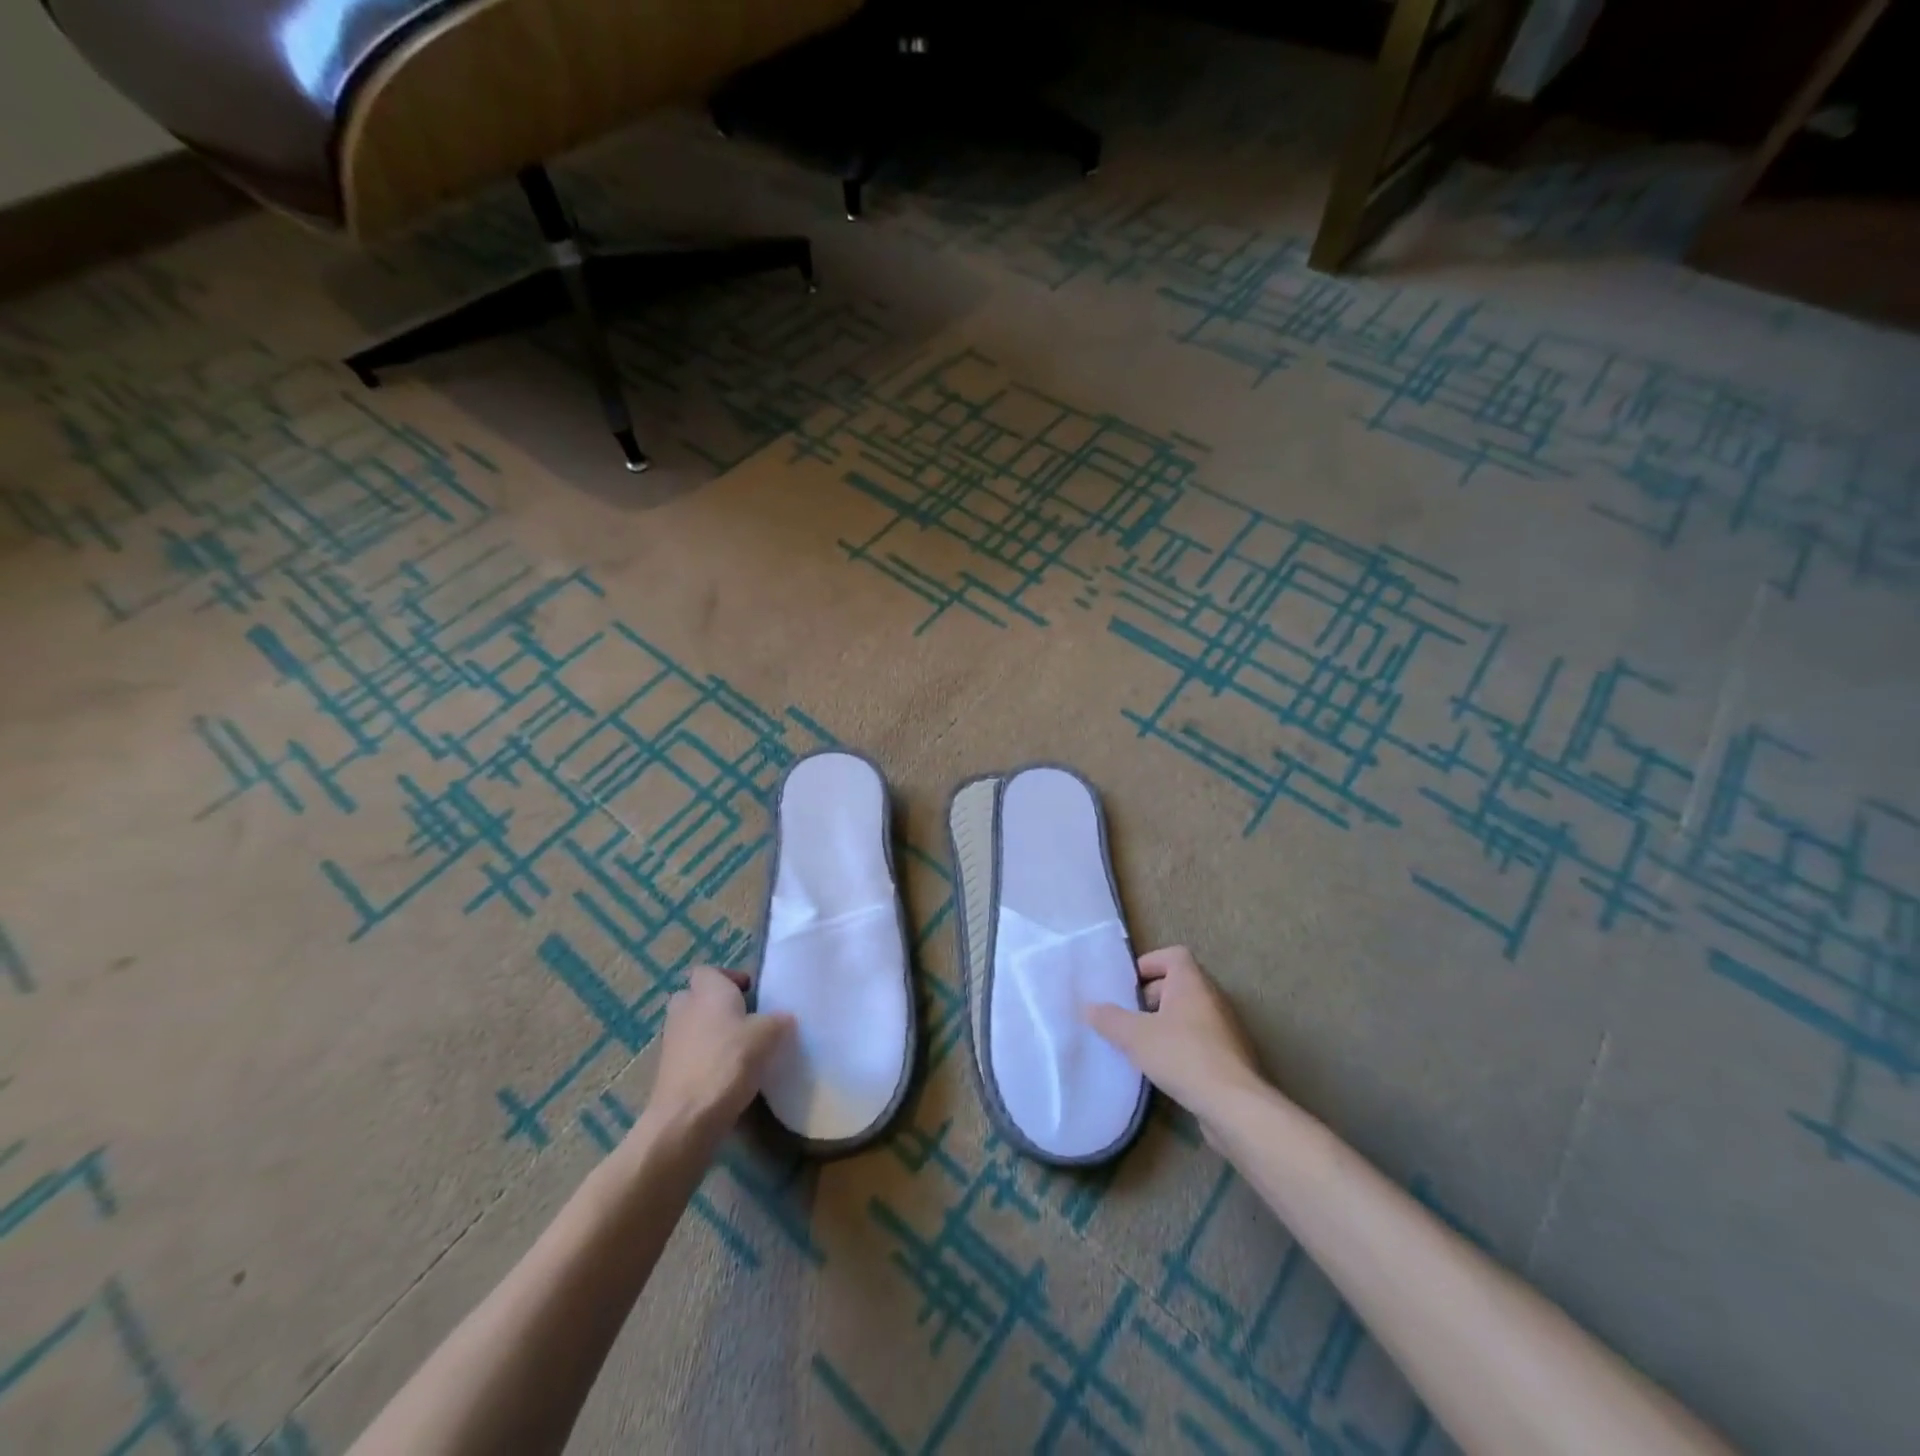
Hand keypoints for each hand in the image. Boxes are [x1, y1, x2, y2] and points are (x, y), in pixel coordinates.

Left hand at [643, 966, 793, 1143]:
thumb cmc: (728, 1062)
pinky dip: (704, 1059)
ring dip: (711, 1034)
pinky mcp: (667, 1071)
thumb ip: (778, 1020)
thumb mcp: (768, 1035)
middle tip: (745, 1019)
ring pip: (693, 1026)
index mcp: (708, 991)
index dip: (730, 978)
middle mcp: (685, 1009)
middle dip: (717, 1005)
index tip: (751, 994)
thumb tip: (783, 1018)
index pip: (709, 970)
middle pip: (697, 997)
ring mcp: (671, 1041)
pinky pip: (689, 1054)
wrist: (686, 1118)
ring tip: (740, 1050)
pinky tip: (727, 1076)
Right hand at [1085, 946, 1266, 1127]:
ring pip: (1189, 1014)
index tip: (1129, 984)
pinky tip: (1163, 1068)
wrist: (1233, 1105)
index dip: (1150, 963)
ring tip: (1141, 1044)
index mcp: (1192, 982)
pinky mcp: (1230, 1056)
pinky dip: (1180, 1046)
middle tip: (1129, 1016)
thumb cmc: (1182, 1055)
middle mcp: (1212, 998)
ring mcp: (1225, 1028)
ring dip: (1165, 1023)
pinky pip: (1199, 1039)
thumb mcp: (1135, 1036)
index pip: (1174, 955)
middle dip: (1152, 996)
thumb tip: (1089, 1007)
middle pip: (1179, 984)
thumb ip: (1110, 1019)